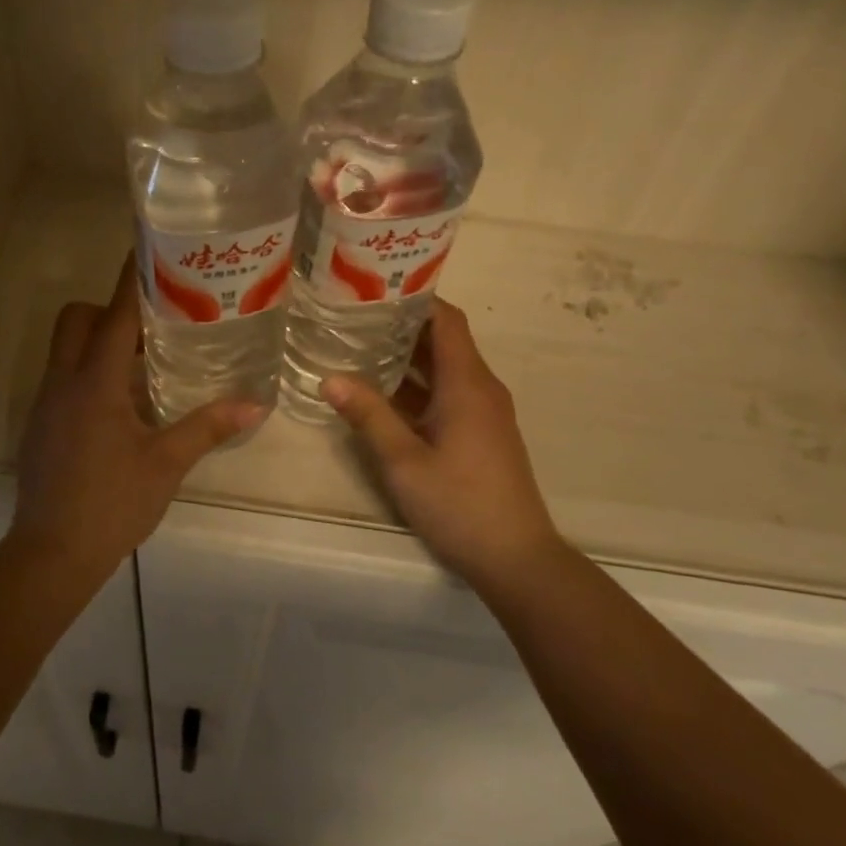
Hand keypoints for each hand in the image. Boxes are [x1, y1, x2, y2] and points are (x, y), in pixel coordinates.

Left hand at [13, 256, 263, 568]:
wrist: (52, 554)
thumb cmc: (112, 503)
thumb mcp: (166, 463)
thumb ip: (207, 427)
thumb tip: (255, 404)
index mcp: (94, 382)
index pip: (113, 314)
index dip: (132, 279)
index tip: (151, 251)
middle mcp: (63, 382)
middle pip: (76, 319)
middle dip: (108, 308)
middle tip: (152, 321)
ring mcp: (47, 404)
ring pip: (65, 349)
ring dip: (99, 342)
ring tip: (145, 359)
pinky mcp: (41, 426)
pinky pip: (63, 378)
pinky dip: (89, 372)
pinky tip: (122, 404)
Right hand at [323, 299, 560, 588]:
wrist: (516, 558)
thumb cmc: (460, 504)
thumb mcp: (403, 461)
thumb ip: (368, 415)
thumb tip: (329, 378)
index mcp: (467, 384)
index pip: (446, 320)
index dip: (415, 299)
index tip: (374, 288)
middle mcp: (480, 388)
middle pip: (443, 340)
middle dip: (401, 325)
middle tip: (353, 315)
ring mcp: (484, 411)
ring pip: (443, 368)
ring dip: (407, 356)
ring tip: (358, 345)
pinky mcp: (481, 432)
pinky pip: (448, 392)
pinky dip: (417, 385)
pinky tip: (381, 392)